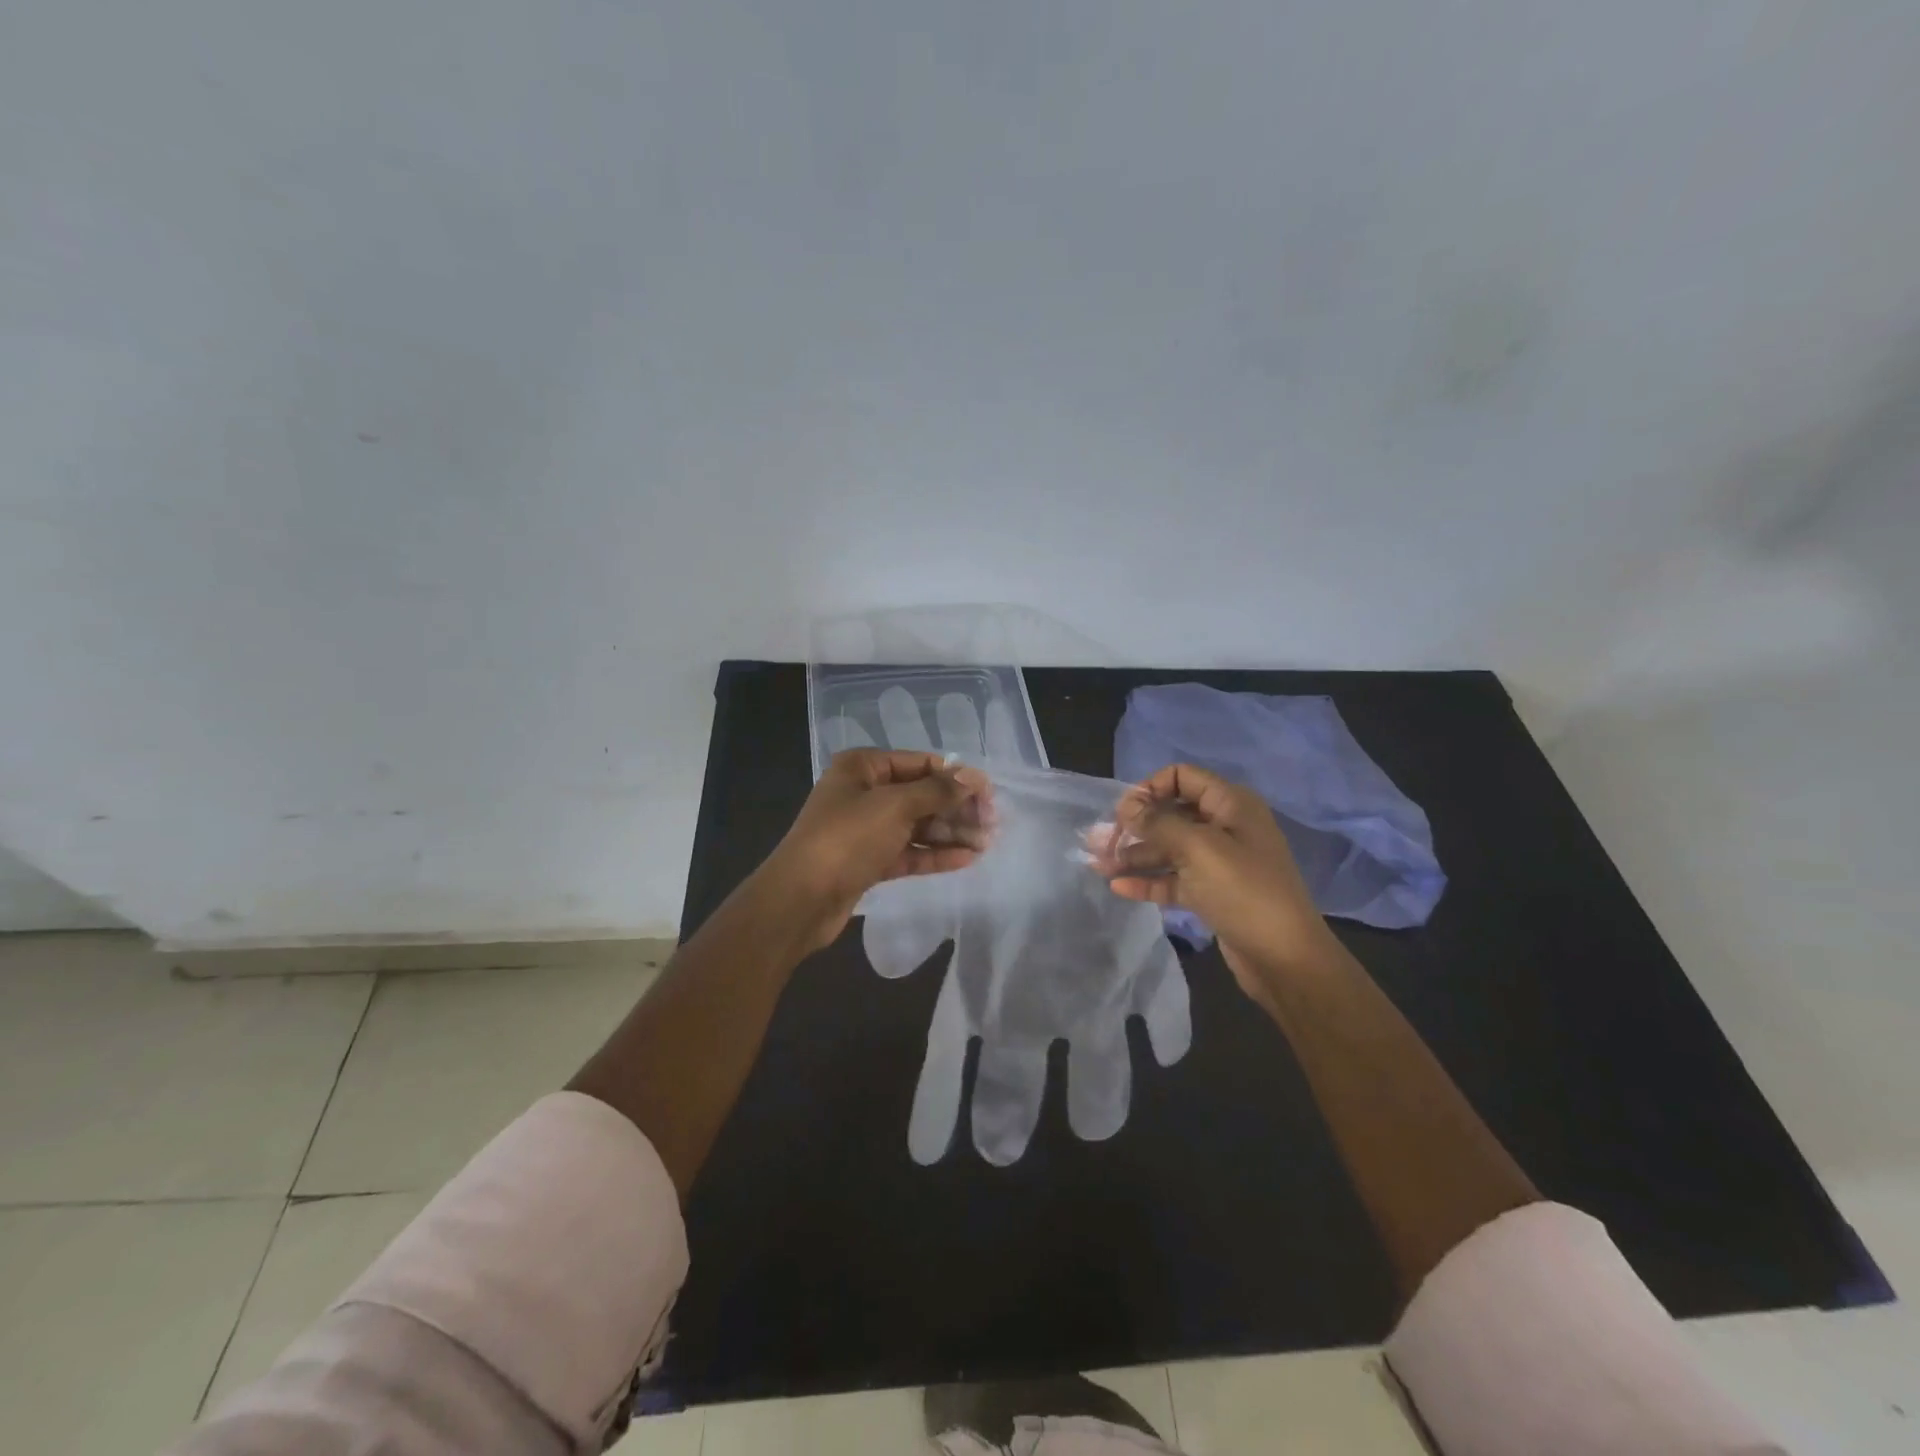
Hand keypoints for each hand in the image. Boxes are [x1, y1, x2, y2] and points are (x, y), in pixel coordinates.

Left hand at [760, 749, 992, 954]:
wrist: (800, 899)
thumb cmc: (847, 838)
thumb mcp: (894, 806)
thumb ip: (937, 792)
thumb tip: (973, 778)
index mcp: (862, 767)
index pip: (919, 763)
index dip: (955, 777)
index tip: (988, 794)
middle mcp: (863, 793)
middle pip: (920, 795)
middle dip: (956, 808)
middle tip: (992, 823)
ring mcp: (865, 829)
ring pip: (916, 826)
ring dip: (950, 833)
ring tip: (986, 843)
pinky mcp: (868, 861)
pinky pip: (908, 851)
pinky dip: (935, 854)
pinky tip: (966, 859)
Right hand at [1098, 763, 1337, 1002]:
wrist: (1285, 958)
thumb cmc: (1244, 891)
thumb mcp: (1198, 848)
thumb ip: (1158, 822)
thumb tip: (1126, 806)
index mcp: (1230, 805)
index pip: (1182, 777)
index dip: (1150, 788)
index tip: (1123, 812)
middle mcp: (1224, 827)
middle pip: (1171, 814)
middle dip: (1135, 826)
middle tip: (1100, 842)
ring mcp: (1218, 862)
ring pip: (1168, 850)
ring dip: (1134, 855)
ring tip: (1098, 865)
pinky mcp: (1211, 893)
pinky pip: (1173, 879)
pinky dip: (1147, 880)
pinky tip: (1118, 887)